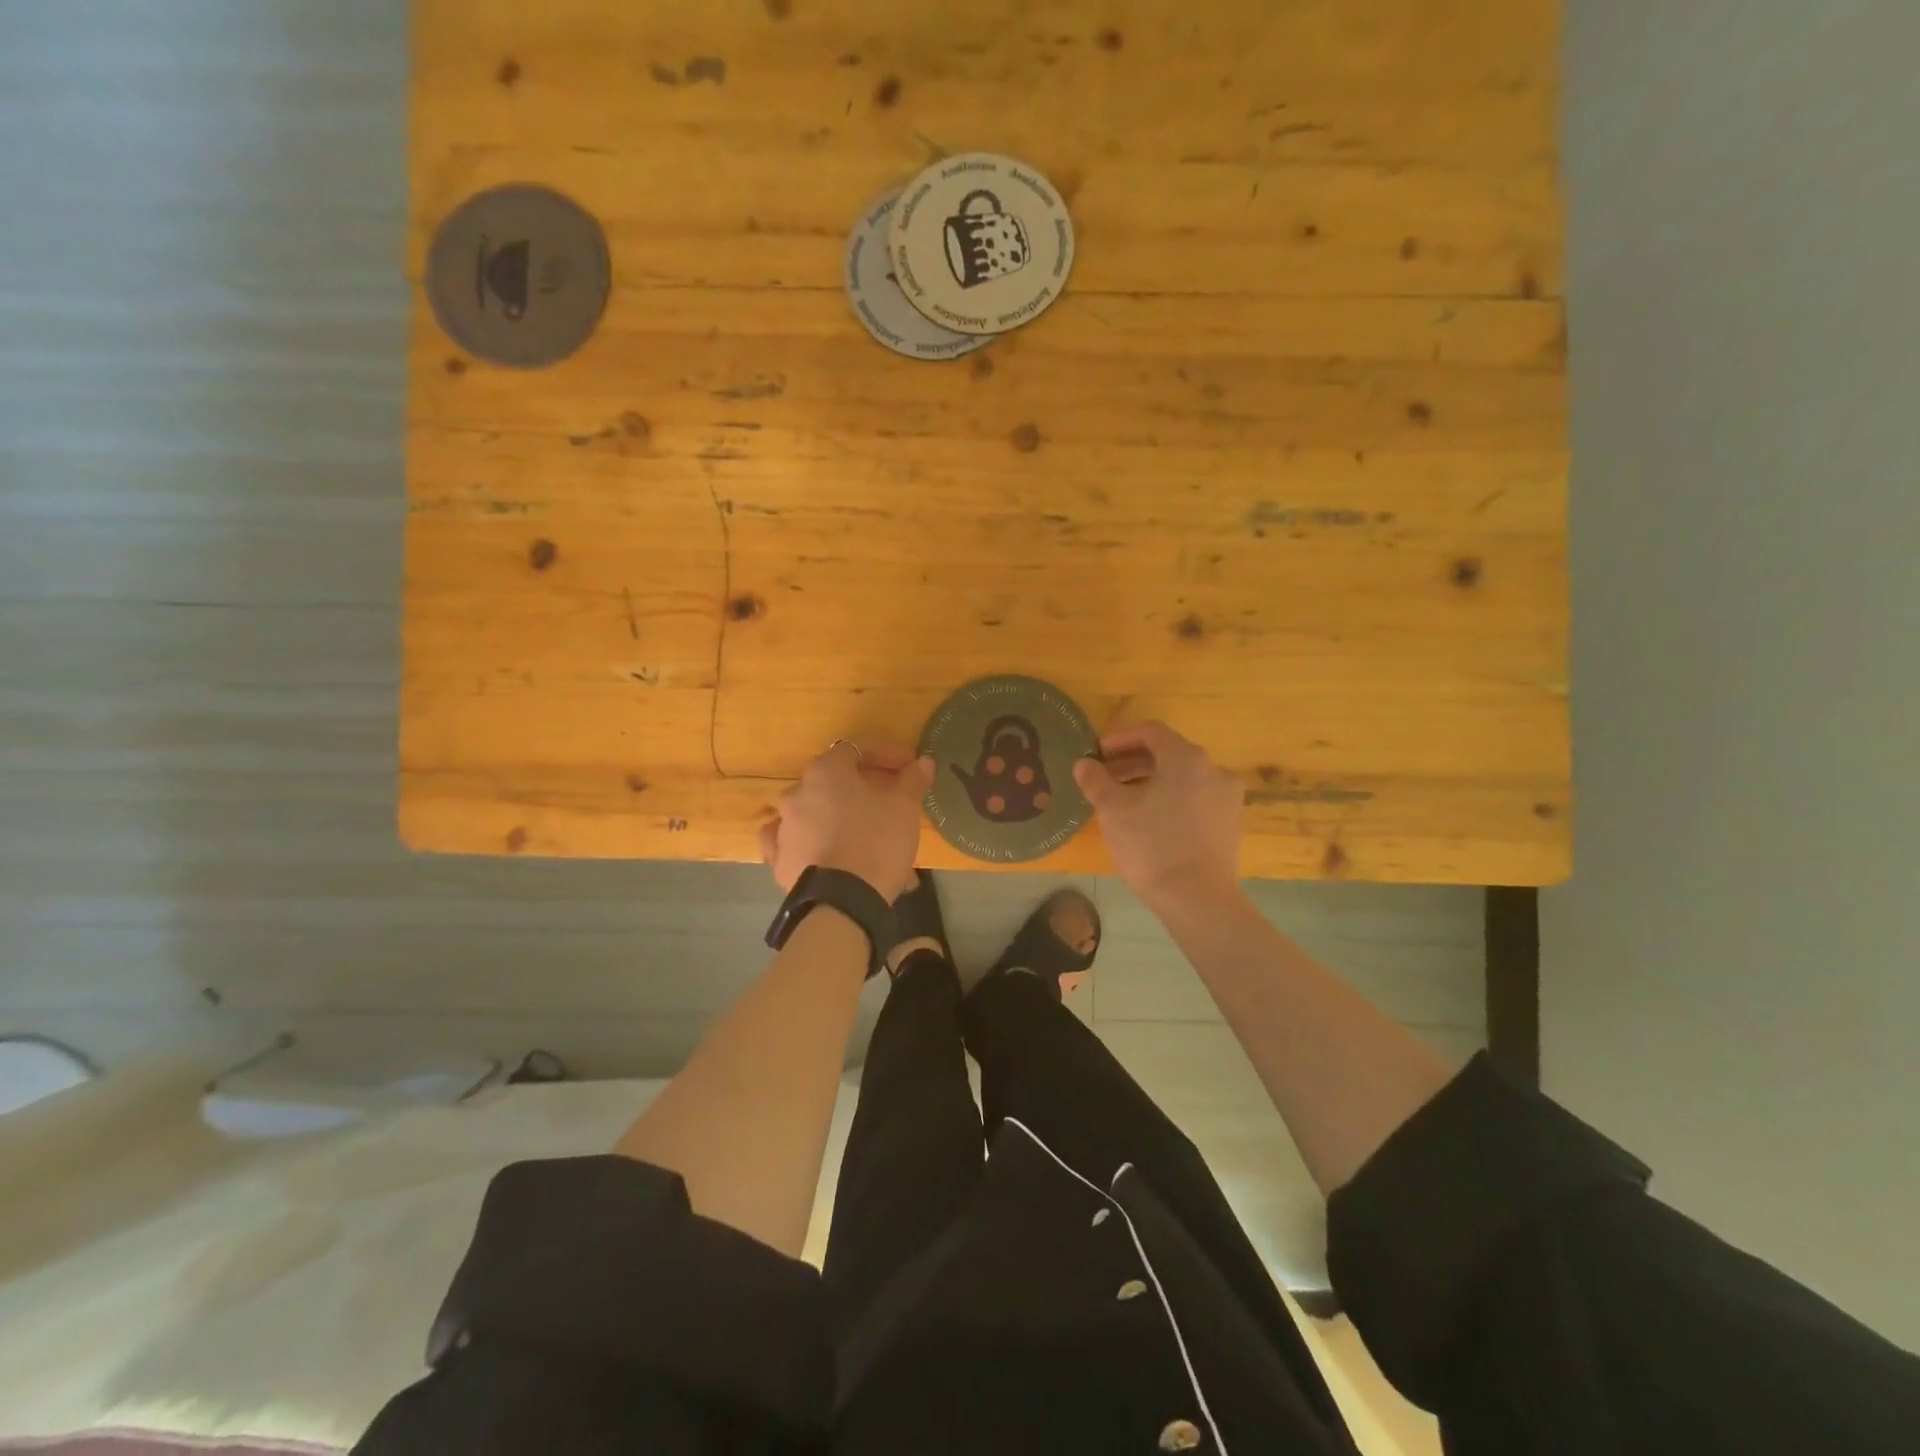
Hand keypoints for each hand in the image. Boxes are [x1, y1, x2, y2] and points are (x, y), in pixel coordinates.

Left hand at [759, 741, 933, 900]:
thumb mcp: (904, 807)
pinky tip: (823, 850)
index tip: (908, 769)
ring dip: (837, 815)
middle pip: (833, 781)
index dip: (885, 756)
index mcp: (825, 772)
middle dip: (863, 787)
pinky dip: (810, 841)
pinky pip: (795, 842)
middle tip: (890, 801)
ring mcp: (783, 828)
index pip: (856, 750)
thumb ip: (912, 779)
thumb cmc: (876, 842)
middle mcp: (797, 793)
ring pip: (814, 812)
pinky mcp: (779, 861)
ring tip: (864, 833)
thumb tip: (923, 762)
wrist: (843, 902)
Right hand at [1074, 721, 1243, 911]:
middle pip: (1168, 754)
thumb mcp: (1112, 810)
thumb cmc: (1151, 846)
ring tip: (1122, 800)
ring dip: (1151, 781)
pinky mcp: (1230, 824)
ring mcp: (1227, 798)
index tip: (1097, 752)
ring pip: (1182, 778)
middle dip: (1132, 762)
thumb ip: (1095, 780)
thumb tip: (1084, 764)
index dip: (1120, 738)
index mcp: (1187, 758)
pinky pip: (1195, 799)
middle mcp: (1214, 770)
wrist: (1198, 899)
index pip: (1151, 732)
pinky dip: (1170, 799)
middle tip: (1104, 776)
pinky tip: (1149, 820)